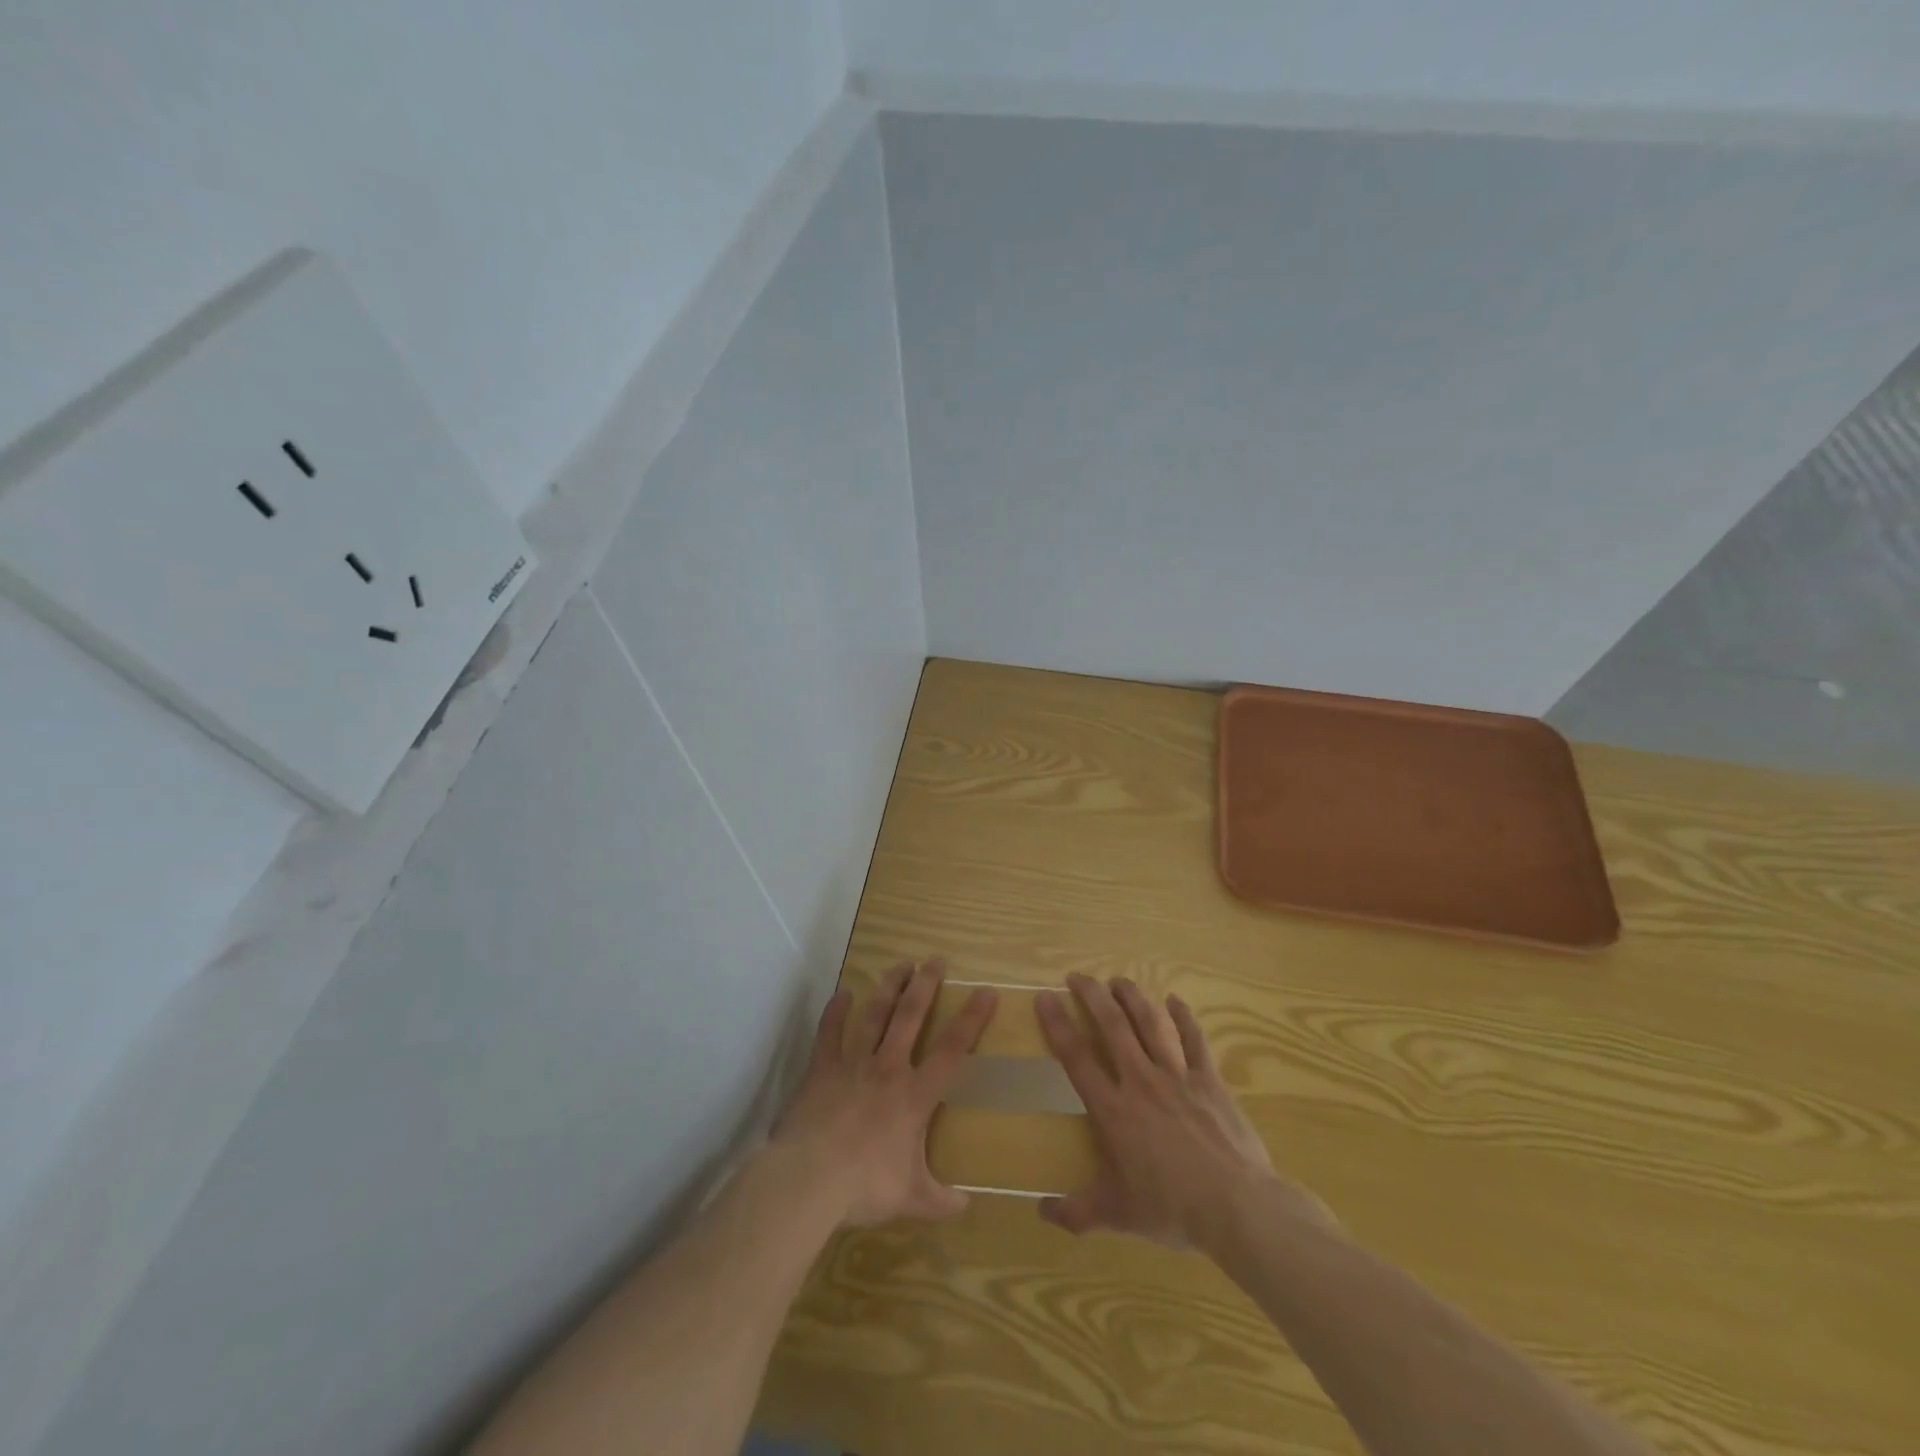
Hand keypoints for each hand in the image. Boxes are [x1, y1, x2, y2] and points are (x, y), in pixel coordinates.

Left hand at [771, 958, 996, 1226]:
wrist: (810, 1178)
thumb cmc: (866, 1185)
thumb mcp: (911, 1199)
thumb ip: (939, 1200)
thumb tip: (965, 1207)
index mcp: (915, 1096)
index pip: (952, 1050)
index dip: (972, 1019)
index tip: (985, 991)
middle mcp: (888, 1068)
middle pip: (911, 1017)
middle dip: (925, 985)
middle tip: (935, 959)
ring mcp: (852, 1064)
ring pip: (875, 1015)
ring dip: (889, 988)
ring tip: (900, 964)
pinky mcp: (821, 1069)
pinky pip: (829, 1033)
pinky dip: (836, 1012)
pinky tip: (842, 993)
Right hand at [1036, 974, 1323, 1250]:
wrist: (1237, 1207)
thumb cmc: (1172, 1209)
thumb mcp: (1117, 1215)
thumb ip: (1076, 1212)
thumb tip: (1040, 1211)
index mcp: (1113, 1110)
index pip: (1076, 1057)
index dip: (1057, 1024)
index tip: (1045, 997)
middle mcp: (1140, 1081)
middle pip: (1112, 1026)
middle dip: (1092, 996)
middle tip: (1078, 976)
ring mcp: (1177, 1076)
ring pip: (1150, 1024)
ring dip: (1132, 997)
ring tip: (1117, 980)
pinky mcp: (1209, 1080)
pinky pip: (1194, 1040)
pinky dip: (1184, 1018)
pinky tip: (1175, 1000)